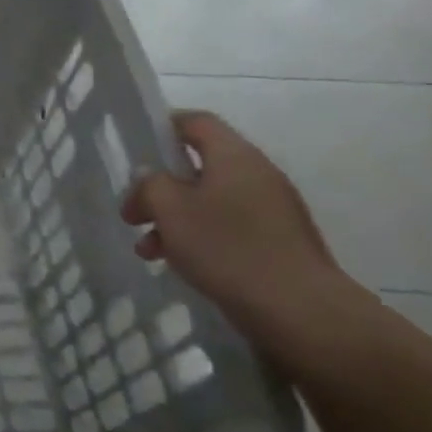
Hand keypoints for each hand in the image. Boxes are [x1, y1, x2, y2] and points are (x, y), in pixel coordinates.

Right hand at [121, 111, 355, 342]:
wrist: (299, 309)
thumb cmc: (227, 248)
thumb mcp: (170, 210)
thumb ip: (151, 184)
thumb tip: (151, 178)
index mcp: (234, 156)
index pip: (196, 122)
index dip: (163, 127)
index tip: (136, 150)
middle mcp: (257, 174)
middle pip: (199, 166)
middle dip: (160, 188)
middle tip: (133, 215)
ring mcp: (272, 209)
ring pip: (209, 201)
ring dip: (174, 219)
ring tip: (148, 250)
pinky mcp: (277, 241)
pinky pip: (228, 226)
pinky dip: (199, 237)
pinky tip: (180, 264)